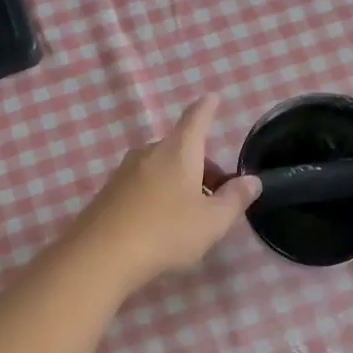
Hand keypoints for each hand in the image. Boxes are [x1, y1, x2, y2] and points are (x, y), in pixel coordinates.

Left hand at [72, 94, 261, 292]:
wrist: (101, 255)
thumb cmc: (166, 232)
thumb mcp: (212, 222)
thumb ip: (235, 200)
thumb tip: (251, 181)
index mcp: (178, 152)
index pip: (196, 119)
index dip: (207, 108)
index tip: (212, 97)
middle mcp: (149, 153)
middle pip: (180, 149)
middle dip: (201, 165)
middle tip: (217, 194)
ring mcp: (124, 172)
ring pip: (161, 168)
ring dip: (179, 182)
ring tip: (191, 214)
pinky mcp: (108, 193)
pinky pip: (142, 185)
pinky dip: (158, 194)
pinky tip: (161, 224)